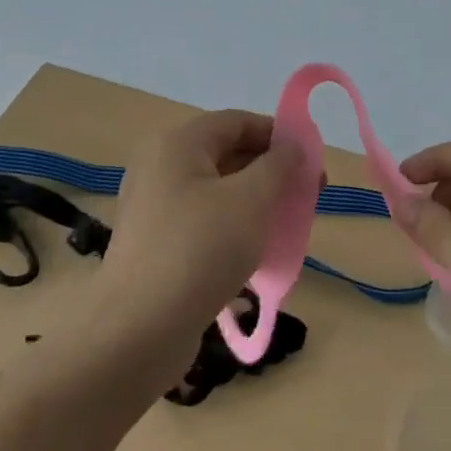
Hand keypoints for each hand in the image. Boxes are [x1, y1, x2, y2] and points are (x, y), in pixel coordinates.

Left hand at [98, 109, 302, 361]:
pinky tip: (257, 253)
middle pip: (226, 154)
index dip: (277, 134)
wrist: (139, 329)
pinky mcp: (156, 244)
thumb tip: (293, 146)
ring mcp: (154, 207)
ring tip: (288, 226)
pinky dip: (234, 228)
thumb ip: (278, 165)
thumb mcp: (251, 200)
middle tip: (307, 197)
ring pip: (218, 191)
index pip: (236, 122)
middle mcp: (160, 167)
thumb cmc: (200, 250)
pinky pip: (204, 222)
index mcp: (177, 145)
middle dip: (271, 172)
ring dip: (256, 202)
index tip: (311, 161)